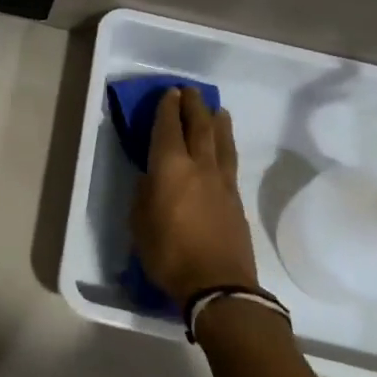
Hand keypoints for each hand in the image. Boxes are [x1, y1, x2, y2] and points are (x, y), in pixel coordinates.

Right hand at [131, 87, 260, 308]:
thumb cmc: (169, 254)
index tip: (169, 93)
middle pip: (199, 126)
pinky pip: (230, 160)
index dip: (168, 108)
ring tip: (216, 109)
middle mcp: (199, 166)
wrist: (218, 285)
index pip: (168, 129)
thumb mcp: (140, 224)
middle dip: (193, 106)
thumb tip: (151, 178)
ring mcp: (222, 181)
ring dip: (217, 121)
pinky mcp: (236, 198)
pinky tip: (224, 145)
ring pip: (221, 141)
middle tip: (190, 91)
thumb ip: (144, 194)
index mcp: (170, 168)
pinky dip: (226, 144)